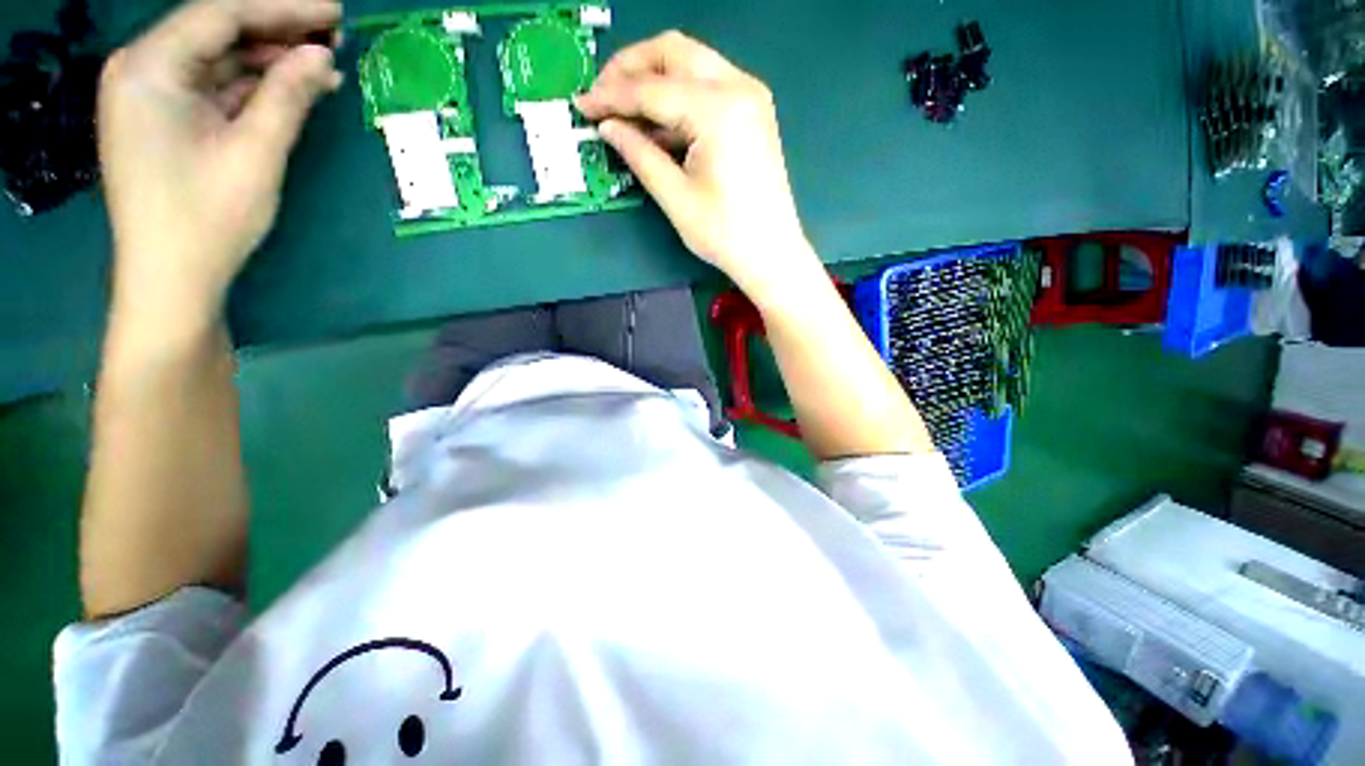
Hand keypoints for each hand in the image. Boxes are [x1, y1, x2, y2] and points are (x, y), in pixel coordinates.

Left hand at [98, 0, 342, 322]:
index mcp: (149, 68)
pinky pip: (212, 86)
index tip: (334, 12)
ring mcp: (150, 95)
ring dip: (269, 60)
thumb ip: (287, 97)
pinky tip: (291, 89)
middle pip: (216, 30)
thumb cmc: (207, 218)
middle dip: (276, 31)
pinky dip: (252, 85)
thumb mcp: (256, 154)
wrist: (170, 278)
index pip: (220, 14)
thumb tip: (320, 56)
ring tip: (323, 66)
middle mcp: (142, 69)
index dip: (281, 8)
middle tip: (333, 37)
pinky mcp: (163, 118)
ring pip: (217, 58)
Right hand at [576, 32, 818, 295]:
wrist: (771, 253)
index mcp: (717, 109)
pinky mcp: (752, 112)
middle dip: (631, 69)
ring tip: (624, 115)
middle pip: (673, 52)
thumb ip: (639, 154)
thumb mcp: (675, 197)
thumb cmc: (724, 234)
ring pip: (691, 64)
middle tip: (603, 97)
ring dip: (654, 81)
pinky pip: (707, 87)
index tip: (582, 105)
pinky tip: (657, 125)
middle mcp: (738, 86)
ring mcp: (750, 96)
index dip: (611, 95)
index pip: (651, 88)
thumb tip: (607, 127)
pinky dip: (678, 99)